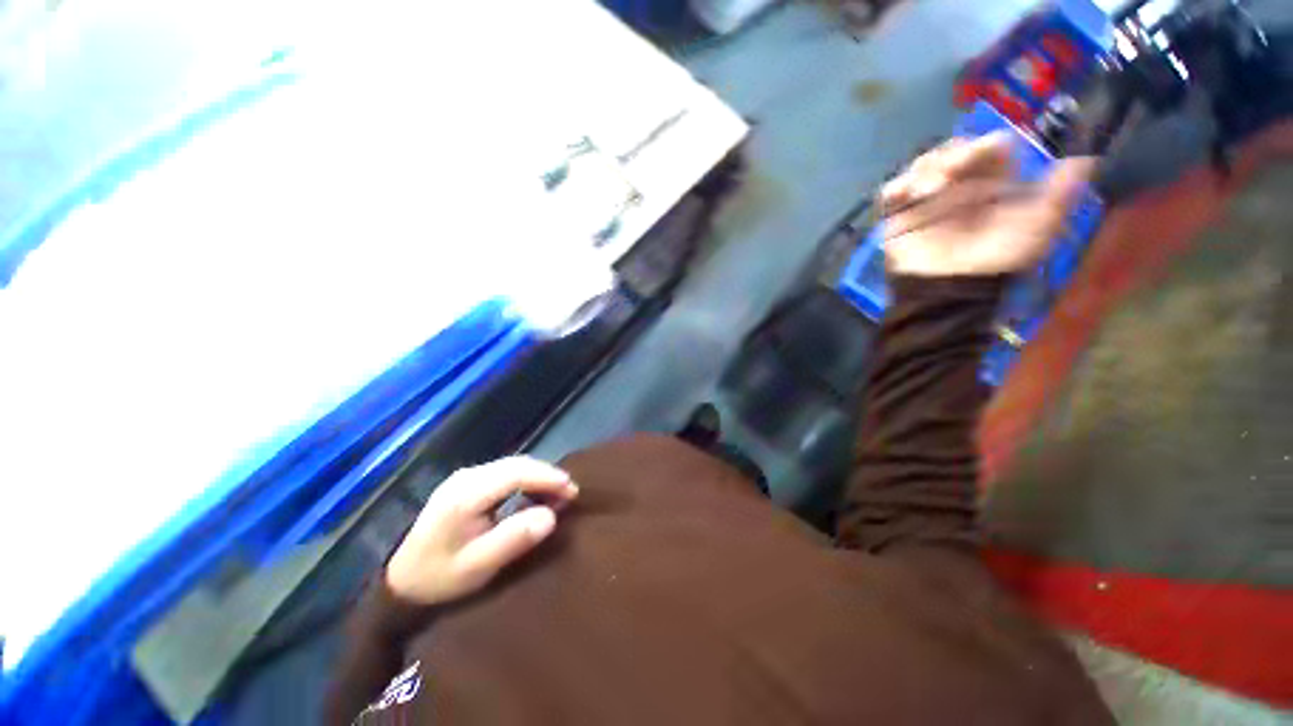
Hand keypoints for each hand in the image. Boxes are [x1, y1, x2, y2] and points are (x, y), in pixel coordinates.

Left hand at [385, 457, 578, 605]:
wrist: (400, 582)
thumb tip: (551, 515)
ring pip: (512, 466)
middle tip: (570, 493)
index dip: (547, 478)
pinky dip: (525, 480)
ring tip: (558, 493)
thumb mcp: (477, 567)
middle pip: (516, 464)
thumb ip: (513, 540)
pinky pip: (504, 473)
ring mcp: (464, 477)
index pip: (516, 473)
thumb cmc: (439, 578)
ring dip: (537, 476)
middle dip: (547, 475)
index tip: (572, 490)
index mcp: (466, 495)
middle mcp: (466, 477)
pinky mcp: (465, 483)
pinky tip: (534, 493)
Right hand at [879, 133, 1095, 276]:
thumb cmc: (995, 262)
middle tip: (949, 174)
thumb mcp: (1037, 230)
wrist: (950, 290)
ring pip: (922, 166)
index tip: (982, 153)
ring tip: (926, 191)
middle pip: (953, 151)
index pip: (990, 148)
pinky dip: (896, 188)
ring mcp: (928, 200)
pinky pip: (891, 193)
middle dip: (951, 155)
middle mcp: (960, 185)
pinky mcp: (900, 216)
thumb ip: (1059, 196)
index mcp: (993, 182)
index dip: (985, 144)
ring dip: (924, 171)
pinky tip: (905, 195)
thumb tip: (1087, 160)